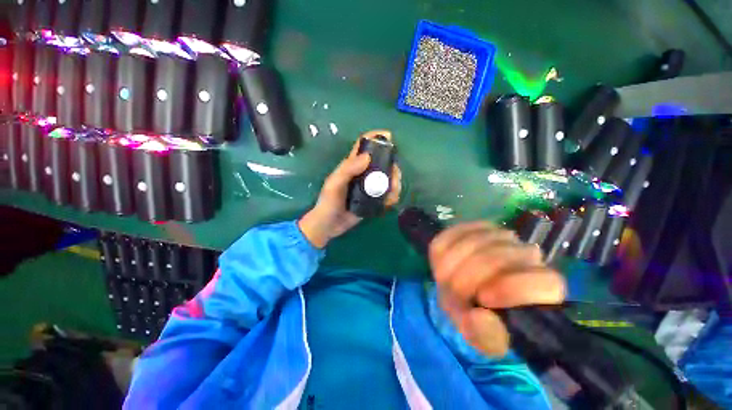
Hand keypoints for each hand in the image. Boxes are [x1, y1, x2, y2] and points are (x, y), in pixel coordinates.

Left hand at [299, 130, 400, 247]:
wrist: (329, 225)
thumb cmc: (329, 202)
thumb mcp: (335, 184)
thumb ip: (348, 170)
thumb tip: (367, 157)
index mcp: (352, 166)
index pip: (363, 146)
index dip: (375, 137)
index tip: (389, 136)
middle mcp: (363, 174)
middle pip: (382, 162)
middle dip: (392, 164)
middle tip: (395, 173)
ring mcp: (369, 187)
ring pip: (387, 179)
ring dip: (395, 182)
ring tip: (393, 190)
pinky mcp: (373, 200)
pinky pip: (387, 195)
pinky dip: (392, 197)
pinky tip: (390, 202)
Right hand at [429, 222, 565, 356]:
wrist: (469, 292)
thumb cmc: (482, 317)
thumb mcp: (482, 337)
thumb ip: (484, 335)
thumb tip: (480, 316)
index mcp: (545, 288)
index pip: (545, 282)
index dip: (512, 289)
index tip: (484, 300)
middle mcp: (529, 256)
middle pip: (497, 257)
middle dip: (466, 278)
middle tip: (453, 294)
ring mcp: (502, 237)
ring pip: (475, 241)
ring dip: (453, 264)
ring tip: (446, 279)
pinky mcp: (475, 227)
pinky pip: (455, 231)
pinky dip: (445, 246)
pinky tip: (445, 258)